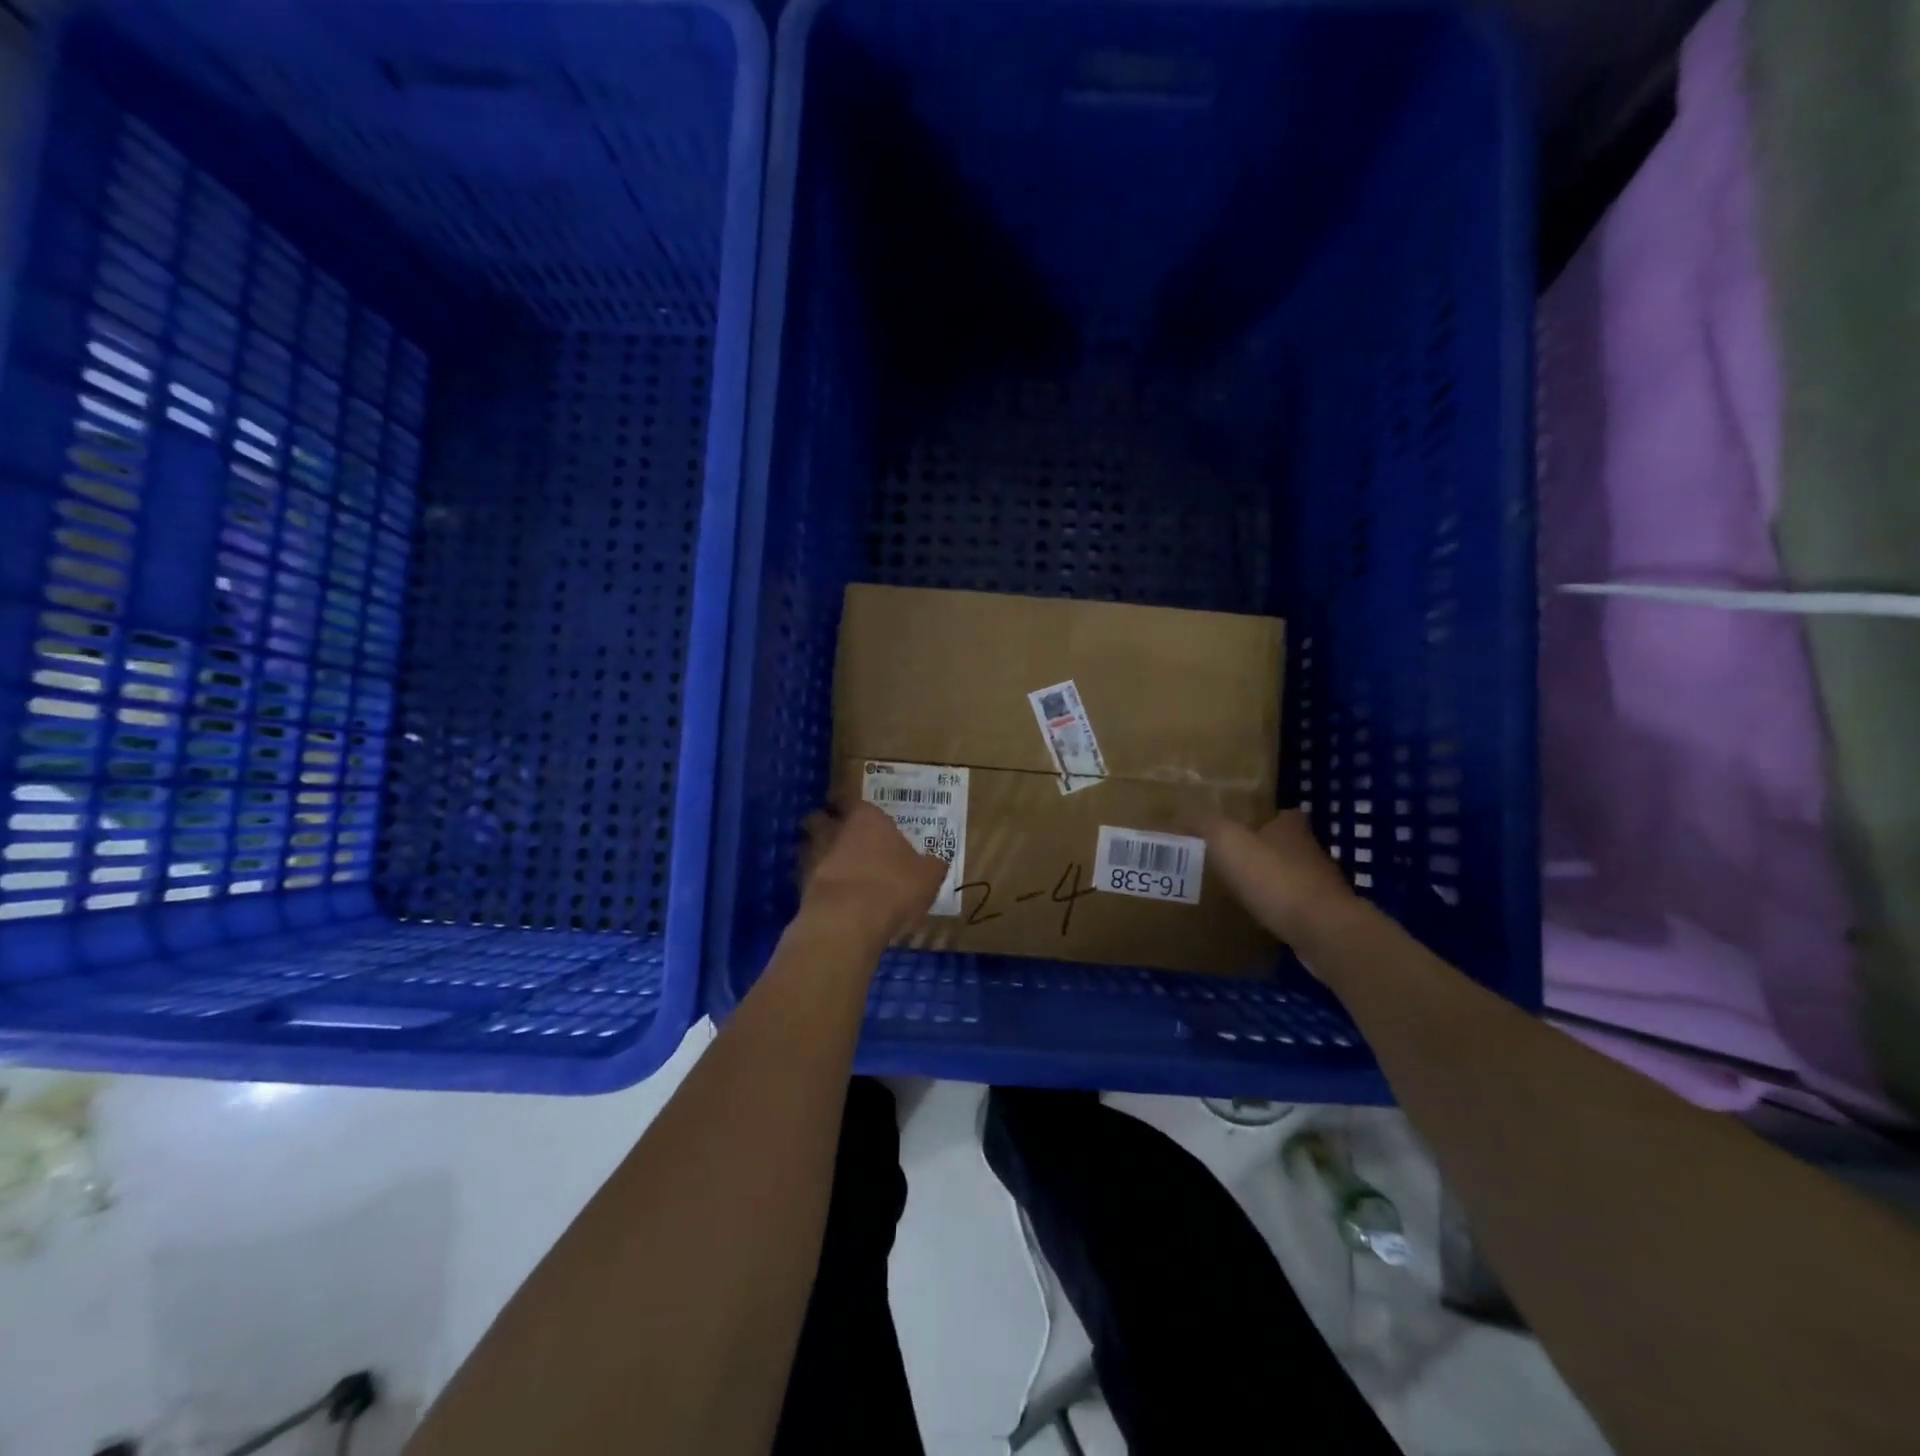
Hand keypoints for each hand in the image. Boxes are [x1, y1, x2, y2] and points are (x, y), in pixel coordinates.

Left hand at [799, 801, 948, 944]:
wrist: (847, 922)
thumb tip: (935, 862)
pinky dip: (816, 884)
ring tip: (835, 868)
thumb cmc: (893, 887)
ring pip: (810, 847)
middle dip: (827, 824)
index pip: (853, 799)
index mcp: (867, 818)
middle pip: (821, 818)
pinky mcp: (800, 887)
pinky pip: (807, 878)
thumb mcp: (928, 877)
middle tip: (841, 835)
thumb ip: (930, 865)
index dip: (853, 805)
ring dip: (818, 854)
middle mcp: (835, 830)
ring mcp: (813, 858)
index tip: (856, 811)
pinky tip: (831, 896)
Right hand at [1198, 809, 1359, 955]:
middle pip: (1288, 846)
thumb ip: (1205, 825)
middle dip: (1266, 851)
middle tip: (1233, 860)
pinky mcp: (1325, 919)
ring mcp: (1322, 888)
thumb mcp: (1228, 842)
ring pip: (1294, 878)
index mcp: (1291, 830)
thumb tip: (1181, 814)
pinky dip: (1281, 911)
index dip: (1266, 819)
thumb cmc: (1275, 878)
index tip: (1244, 827)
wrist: (1323, 931)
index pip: (1284, 815)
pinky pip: (1297, 909)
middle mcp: (1312, 853)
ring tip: (1241, 890)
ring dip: (1273, 882)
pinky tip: (1260, 919)